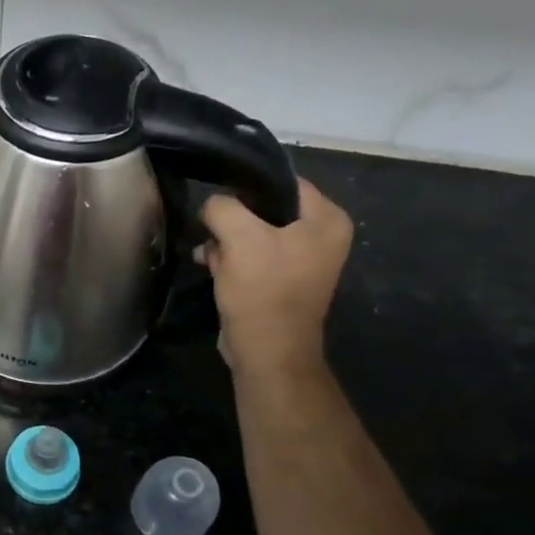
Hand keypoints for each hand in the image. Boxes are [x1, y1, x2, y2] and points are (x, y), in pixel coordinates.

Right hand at [197, 178, 352, 375]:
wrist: (267, 352)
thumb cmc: (263, 290)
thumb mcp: (239, 238)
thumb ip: (222, 207)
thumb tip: (211, 205)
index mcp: (327, 219)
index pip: (283, 182)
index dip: (247, 186)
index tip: (217, 197)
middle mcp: (320, 236)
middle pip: (265, 208)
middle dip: (232, 220)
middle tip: (212, 233)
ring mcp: (300, 260)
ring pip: (251, 232)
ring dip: (224, 241)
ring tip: (207, 255)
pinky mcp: (279, 280)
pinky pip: (249, 256)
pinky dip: (228, 259)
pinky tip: (210, 268)